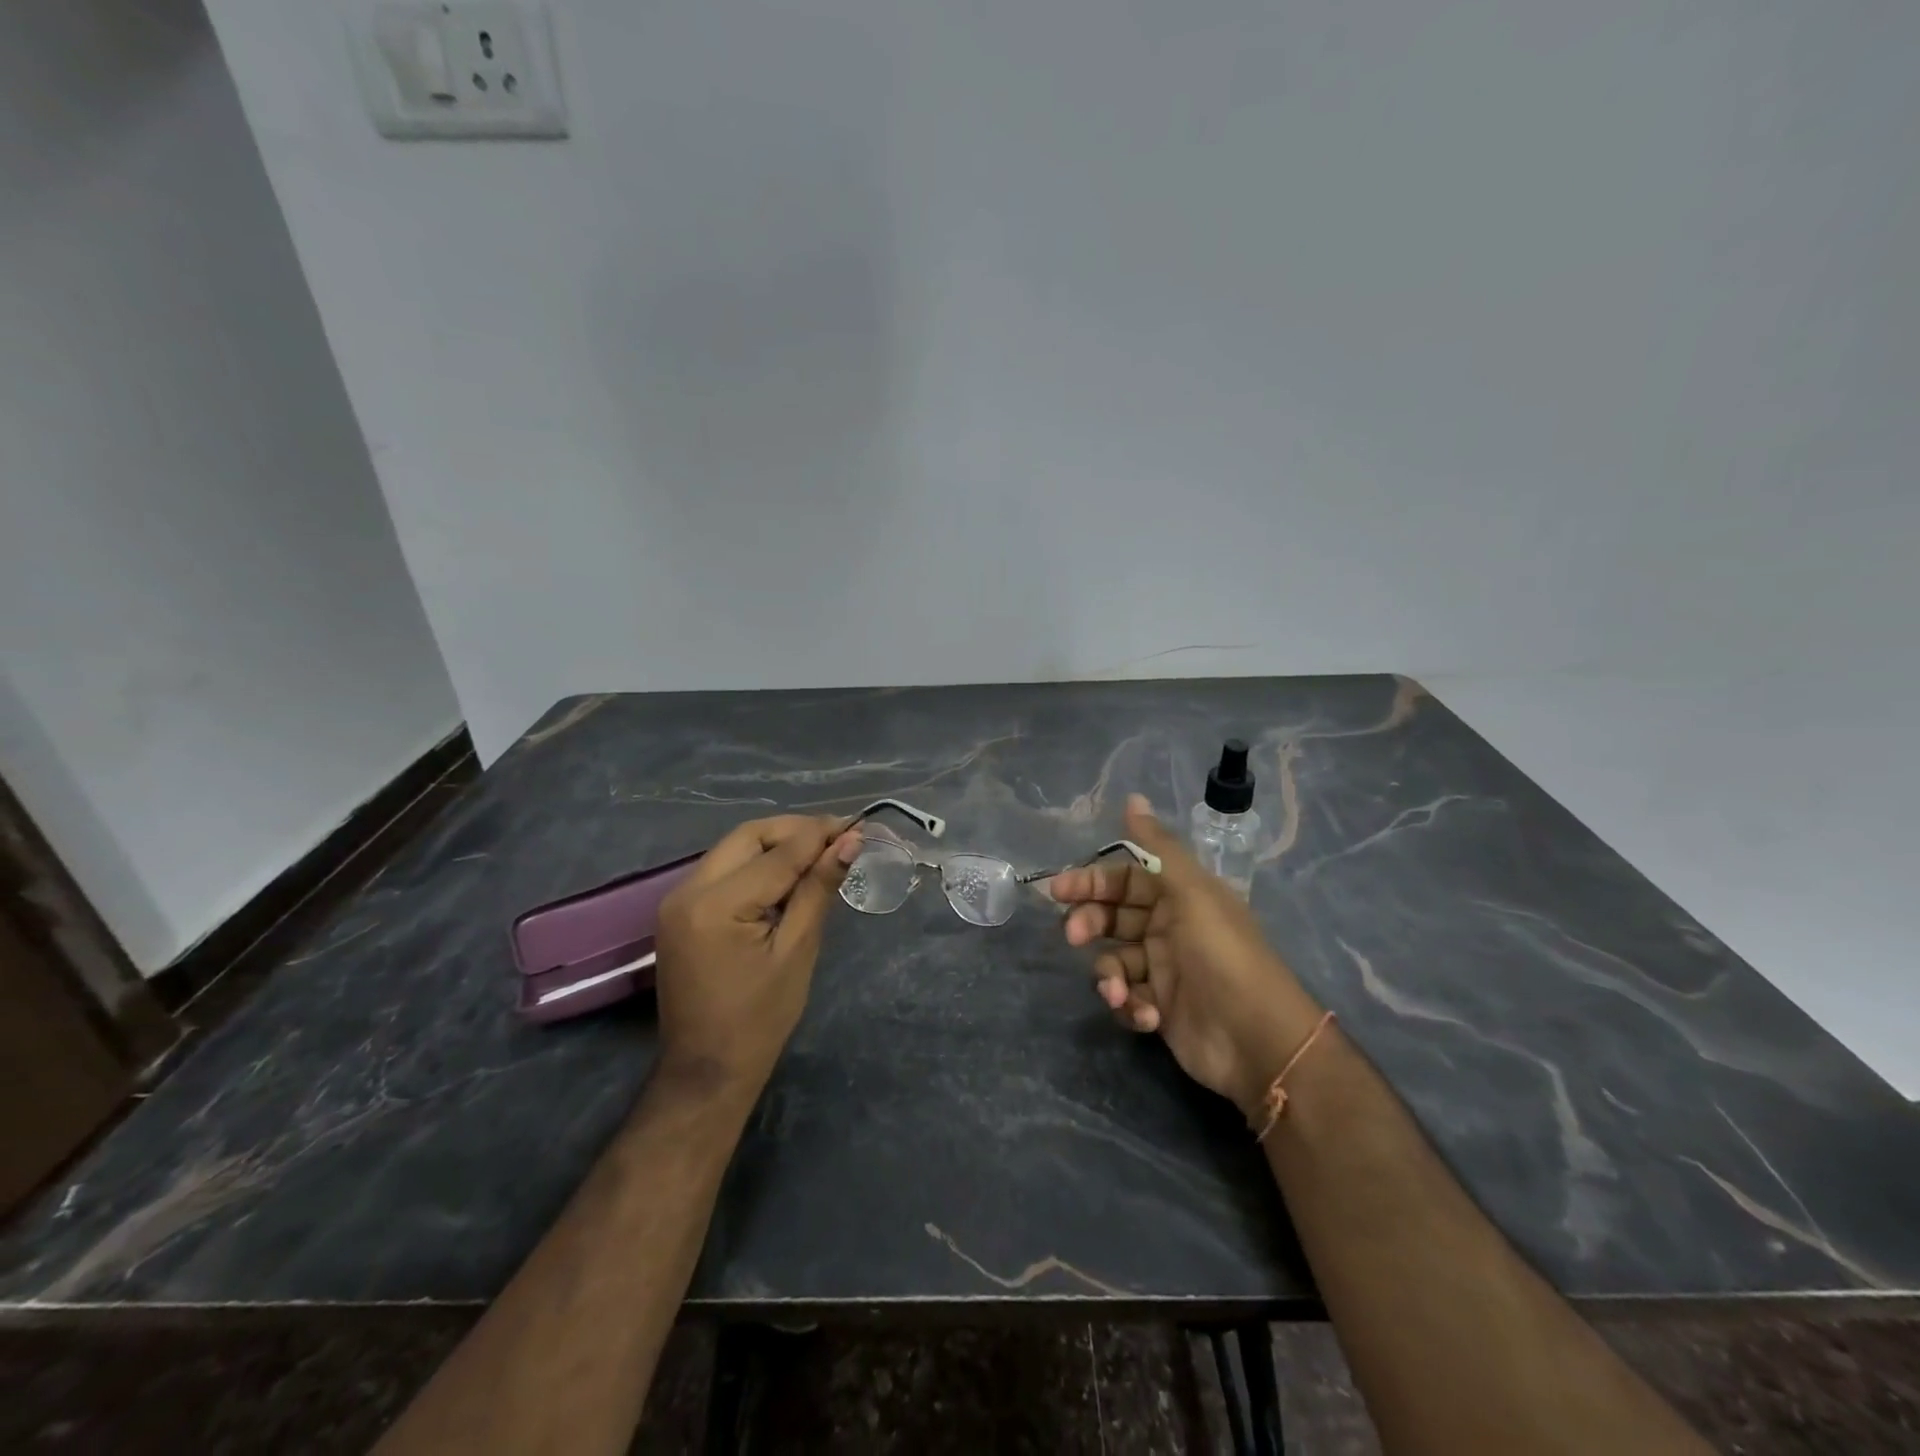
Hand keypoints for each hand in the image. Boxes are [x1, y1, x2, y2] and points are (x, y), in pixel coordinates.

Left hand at [654, 814, 862, 1099]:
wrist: (706, 1071)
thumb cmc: (760, 1019)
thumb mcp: (797, 950)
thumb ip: (818, 888)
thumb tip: (850, 841)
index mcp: (716, 904)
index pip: (778, 852)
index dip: (820, 834)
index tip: (857, 824)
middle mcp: (688, 890)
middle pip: (749, 837)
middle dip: (795, 831)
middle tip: (838, 838)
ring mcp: (677, 899)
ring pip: (734, 848)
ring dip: (777, 845)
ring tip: (820, 854)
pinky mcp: (680, 910)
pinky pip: (723, 869)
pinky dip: (757, 864)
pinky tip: (787, 875)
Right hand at [1048, 794, 1322, 1117]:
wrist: (1260, 1042)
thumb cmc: (1224, 957)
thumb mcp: (1192, 894)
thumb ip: (1158, 849)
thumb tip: (1132, 797)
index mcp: (1180, 896)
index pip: (1125, 878)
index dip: (1092, 881)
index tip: (1059, 889)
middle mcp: (1169, 928)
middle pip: (1113, 917)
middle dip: (1090, 924)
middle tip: (1074, 936)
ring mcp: (1164, 970)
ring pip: (1115, 960)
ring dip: (1109, 975)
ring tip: (1118, 992)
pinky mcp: (1160, 1009)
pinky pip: (1128, 998)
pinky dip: (1128, 1006)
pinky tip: (1144, 1015)